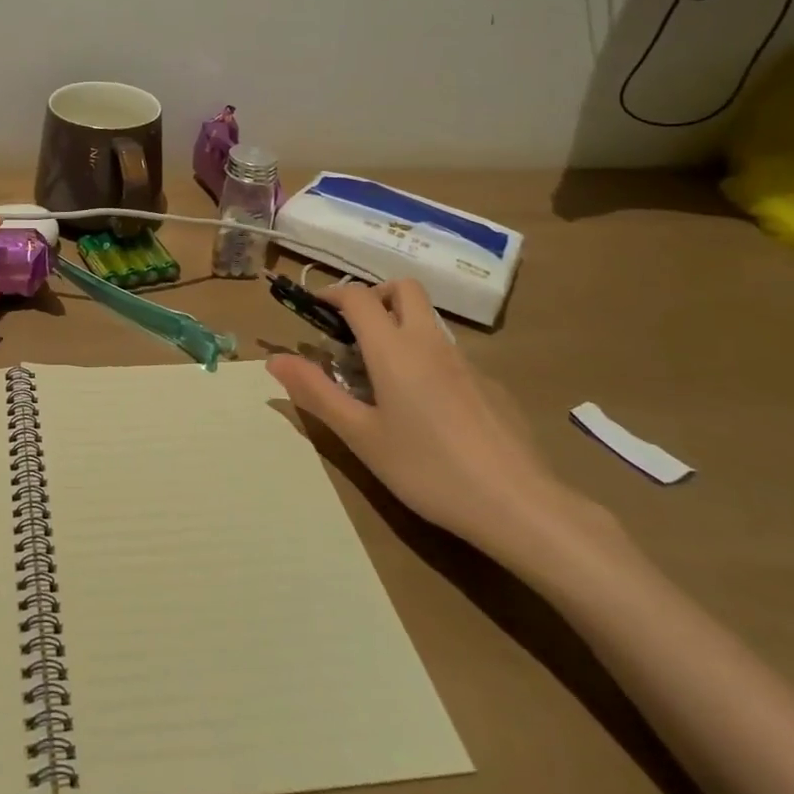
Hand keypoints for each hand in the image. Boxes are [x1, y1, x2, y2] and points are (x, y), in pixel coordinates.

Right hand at [266, 280, 608, 566]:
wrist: (518, 504)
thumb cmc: (427, 469)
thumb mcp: (361, 436)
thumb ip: (316, 392)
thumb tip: (275, 359)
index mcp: (394, 349)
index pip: (359, 297)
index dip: (333, 294)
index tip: (316, 309)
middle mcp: (430, 342)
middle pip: (404, 289)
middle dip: (375, 296)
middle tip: (355, 332)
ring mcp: (466, 362)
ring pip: (428, 322)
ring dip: (401, 328)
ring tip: (384, 379)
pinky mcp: (491, 386)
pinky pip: (450, 355)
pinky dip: (428, 361)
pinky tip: (428, 412)